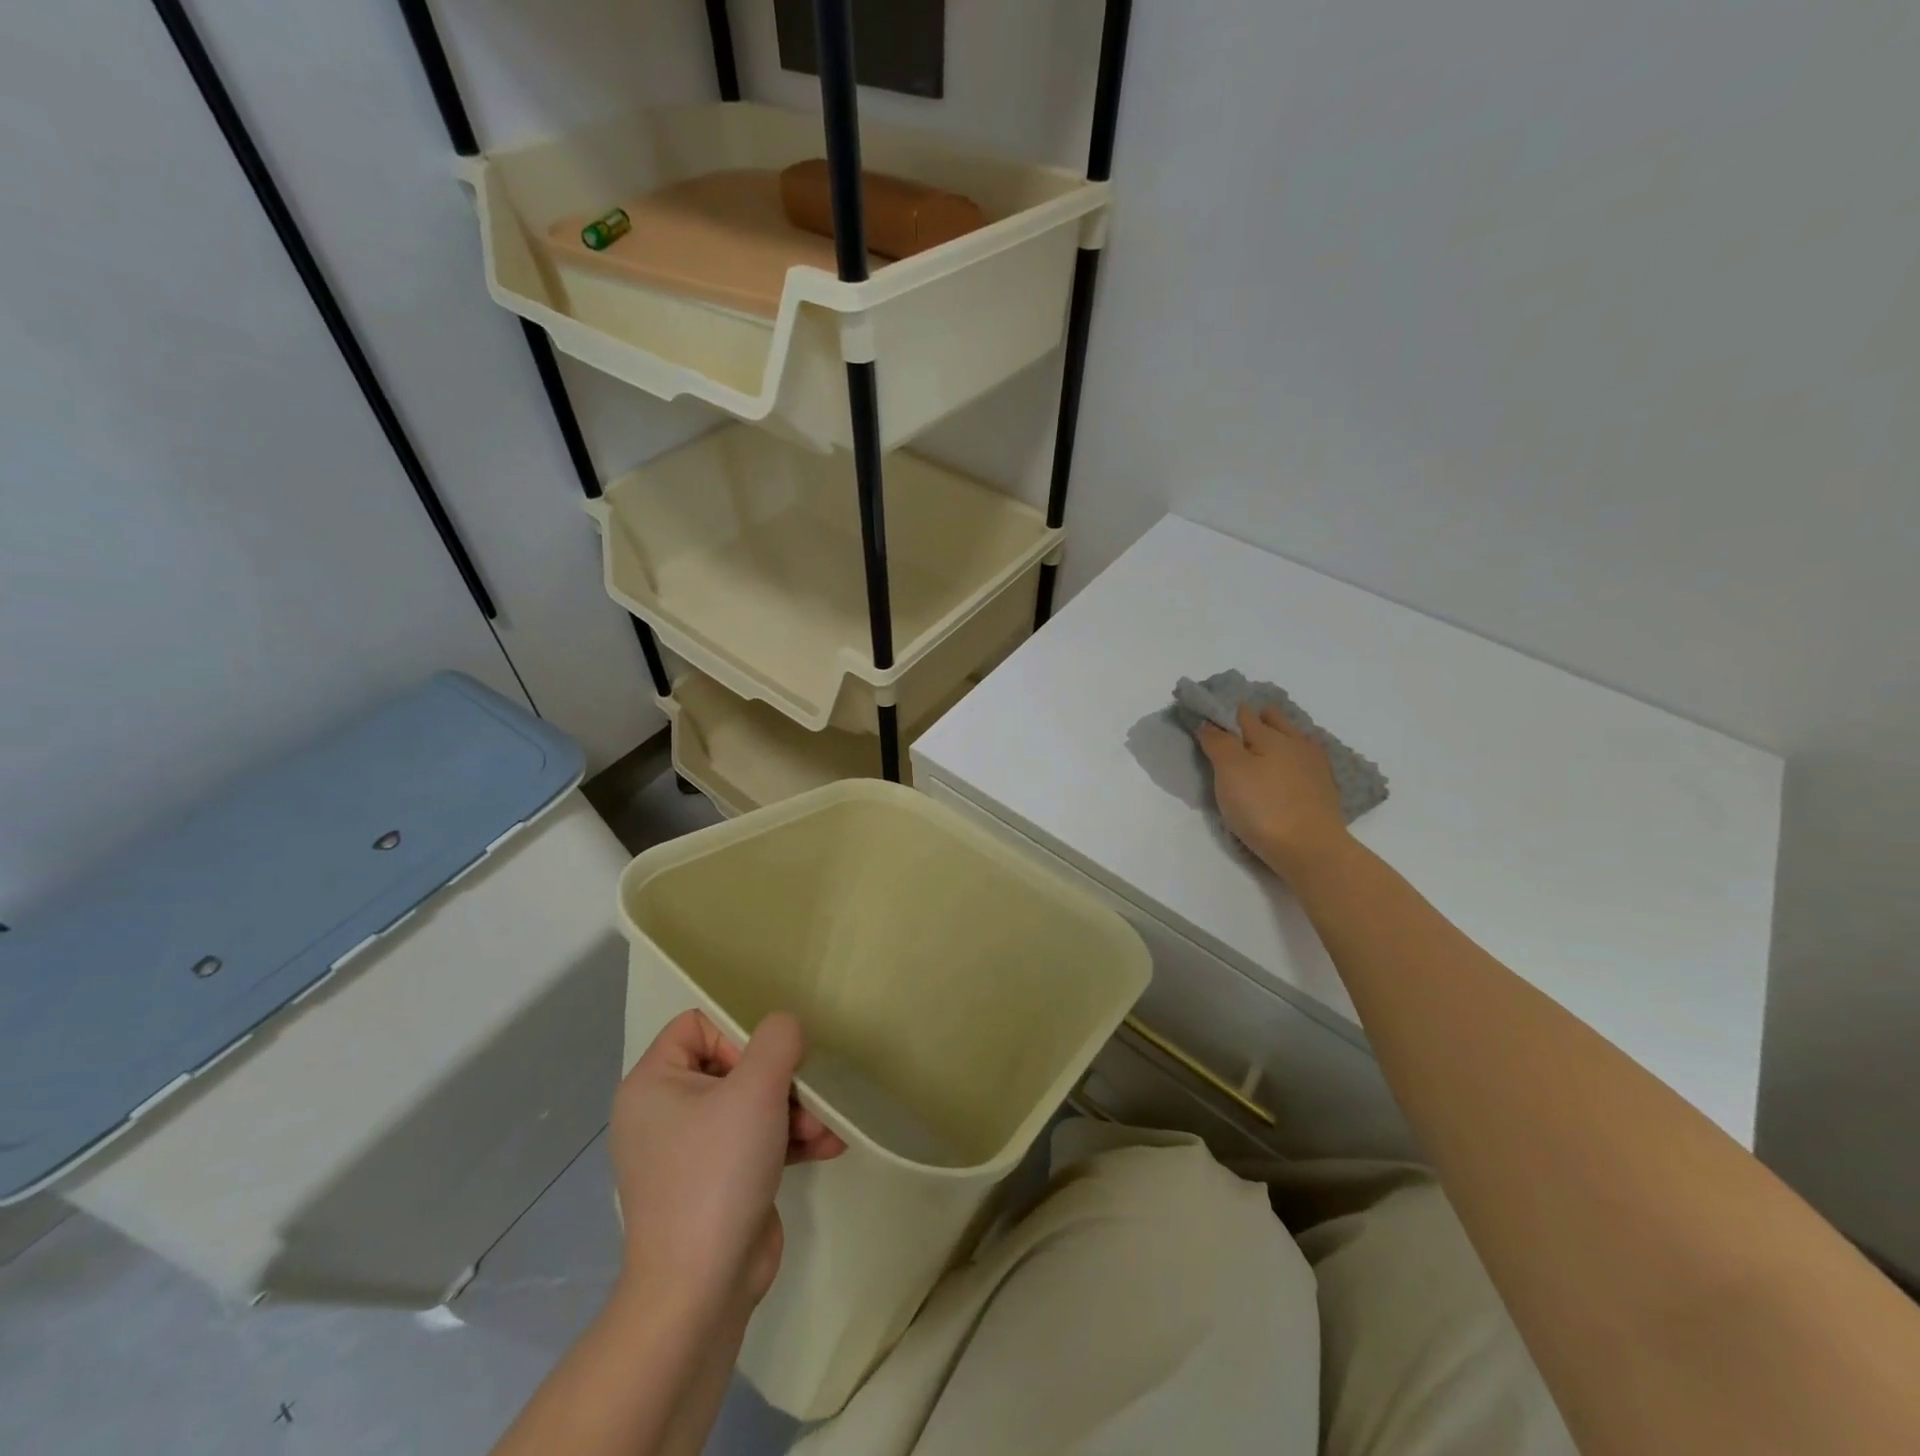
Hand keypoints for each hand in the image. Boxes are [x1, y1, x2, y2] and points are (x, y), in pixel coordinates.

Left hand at [609, 1010, 844, 1317]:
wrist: (701, 1291)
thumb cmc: (718, 1172)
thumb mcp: (756, 1089)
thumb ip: (777, 1039)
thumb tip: (786, 1028)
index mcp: (653, 1084)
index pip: (697, 1025)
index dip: (737, 1033)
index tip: (765, 1064)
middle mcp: (664, 1113)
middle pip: (732, 1064)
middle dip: (779, 1079)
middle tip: (807, 1096)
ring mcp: (689, 1152)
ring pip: (749, 1104)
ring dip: (793, 1110)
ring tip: (824, 1128)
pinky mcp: (716, 1182)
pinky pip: (754, 1141)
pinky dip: (788, 1140)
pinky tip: (827, 1146)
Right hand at [1198, 703, 1350, 878]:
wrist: (1310, 849)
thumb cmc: (1262, 807)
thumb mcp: (1229, 772)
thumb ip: (1218, 743)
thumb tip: (1209, 723)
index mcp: (1270, 735)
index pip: (1242, 714)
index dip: (1224, 714)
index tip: (1208, 720)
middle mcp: (1295, 743)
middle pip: (1273, 720)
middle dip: (1256, 720)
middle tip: (1234, 733)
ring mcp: (1314, 766)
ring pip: (1293, 739)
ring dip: (1277, 738)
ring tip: (1260, 750)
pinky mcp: (1324, 789)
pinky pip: (1305, 761)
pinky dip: (1292, 759)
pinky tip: (1286, 772)